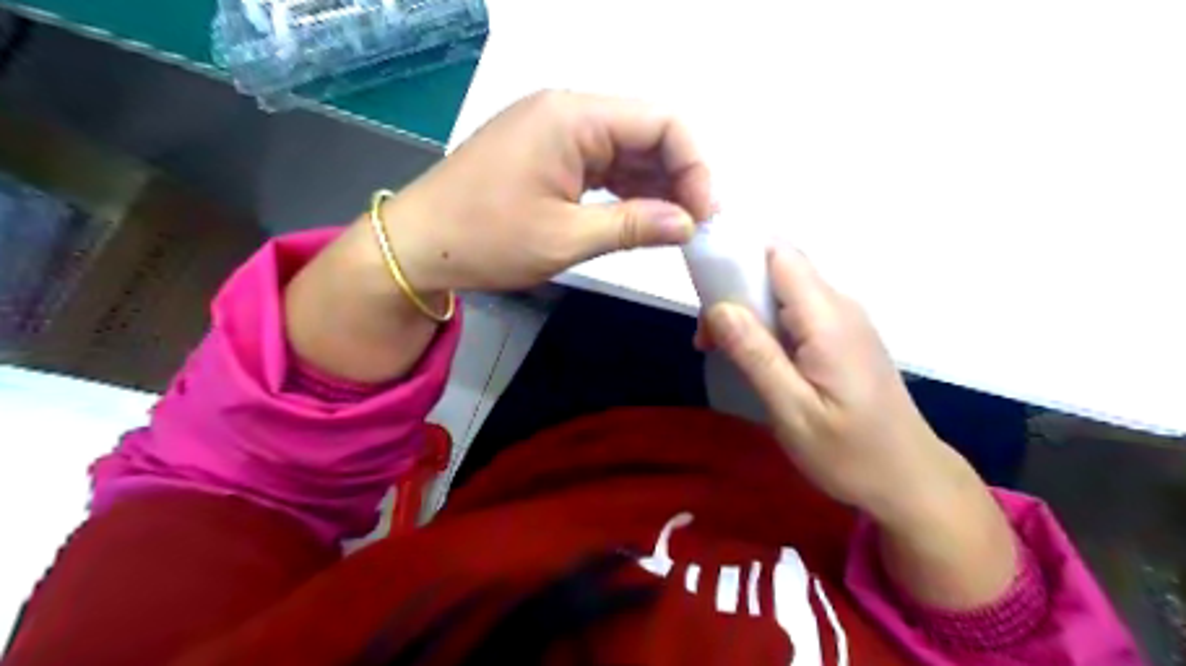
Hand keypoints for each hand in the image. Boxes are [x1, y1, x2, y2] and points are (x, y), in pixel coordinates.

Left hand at [384, 87, 713, 293]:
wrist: (417, 245)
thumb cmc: (486, 239)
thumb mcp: (565, 238)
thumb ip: (633, 226)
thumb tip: (688, 224)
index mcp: (572, 117)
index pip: (661, 122)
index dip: (695, 165)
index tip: (705, 214)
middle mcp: (568, 112)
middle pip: (647, 131)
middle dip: (679, 175)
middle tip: (696, 225)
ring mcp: (556, 132)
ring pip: (627, 148)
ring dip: (656, 184)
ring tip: (678, 225)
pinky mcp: (548, 154)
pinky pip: (603, 163)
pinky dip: (627, 188)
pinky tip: (644, 215)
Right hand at [702, 244, 1019, 608]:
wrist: (910, 480)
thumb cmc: (850, 453)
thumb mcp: (793, 411)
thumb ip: (755, 354)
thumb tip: (718, 307)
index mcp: (828, 318)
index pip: (778, 254)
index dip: (737, 260)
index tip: (705, 295)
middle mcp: (840, 306)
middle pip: (778, 269)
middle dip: (735, 291)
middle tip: (708, 339)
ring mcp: (846, 320)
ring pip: (785, 290)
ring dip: (748, 310)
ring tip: (725, 351)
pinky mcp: (844, 336)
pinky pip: (798, 311)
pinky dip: (768, 324)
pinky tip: (756, 359)